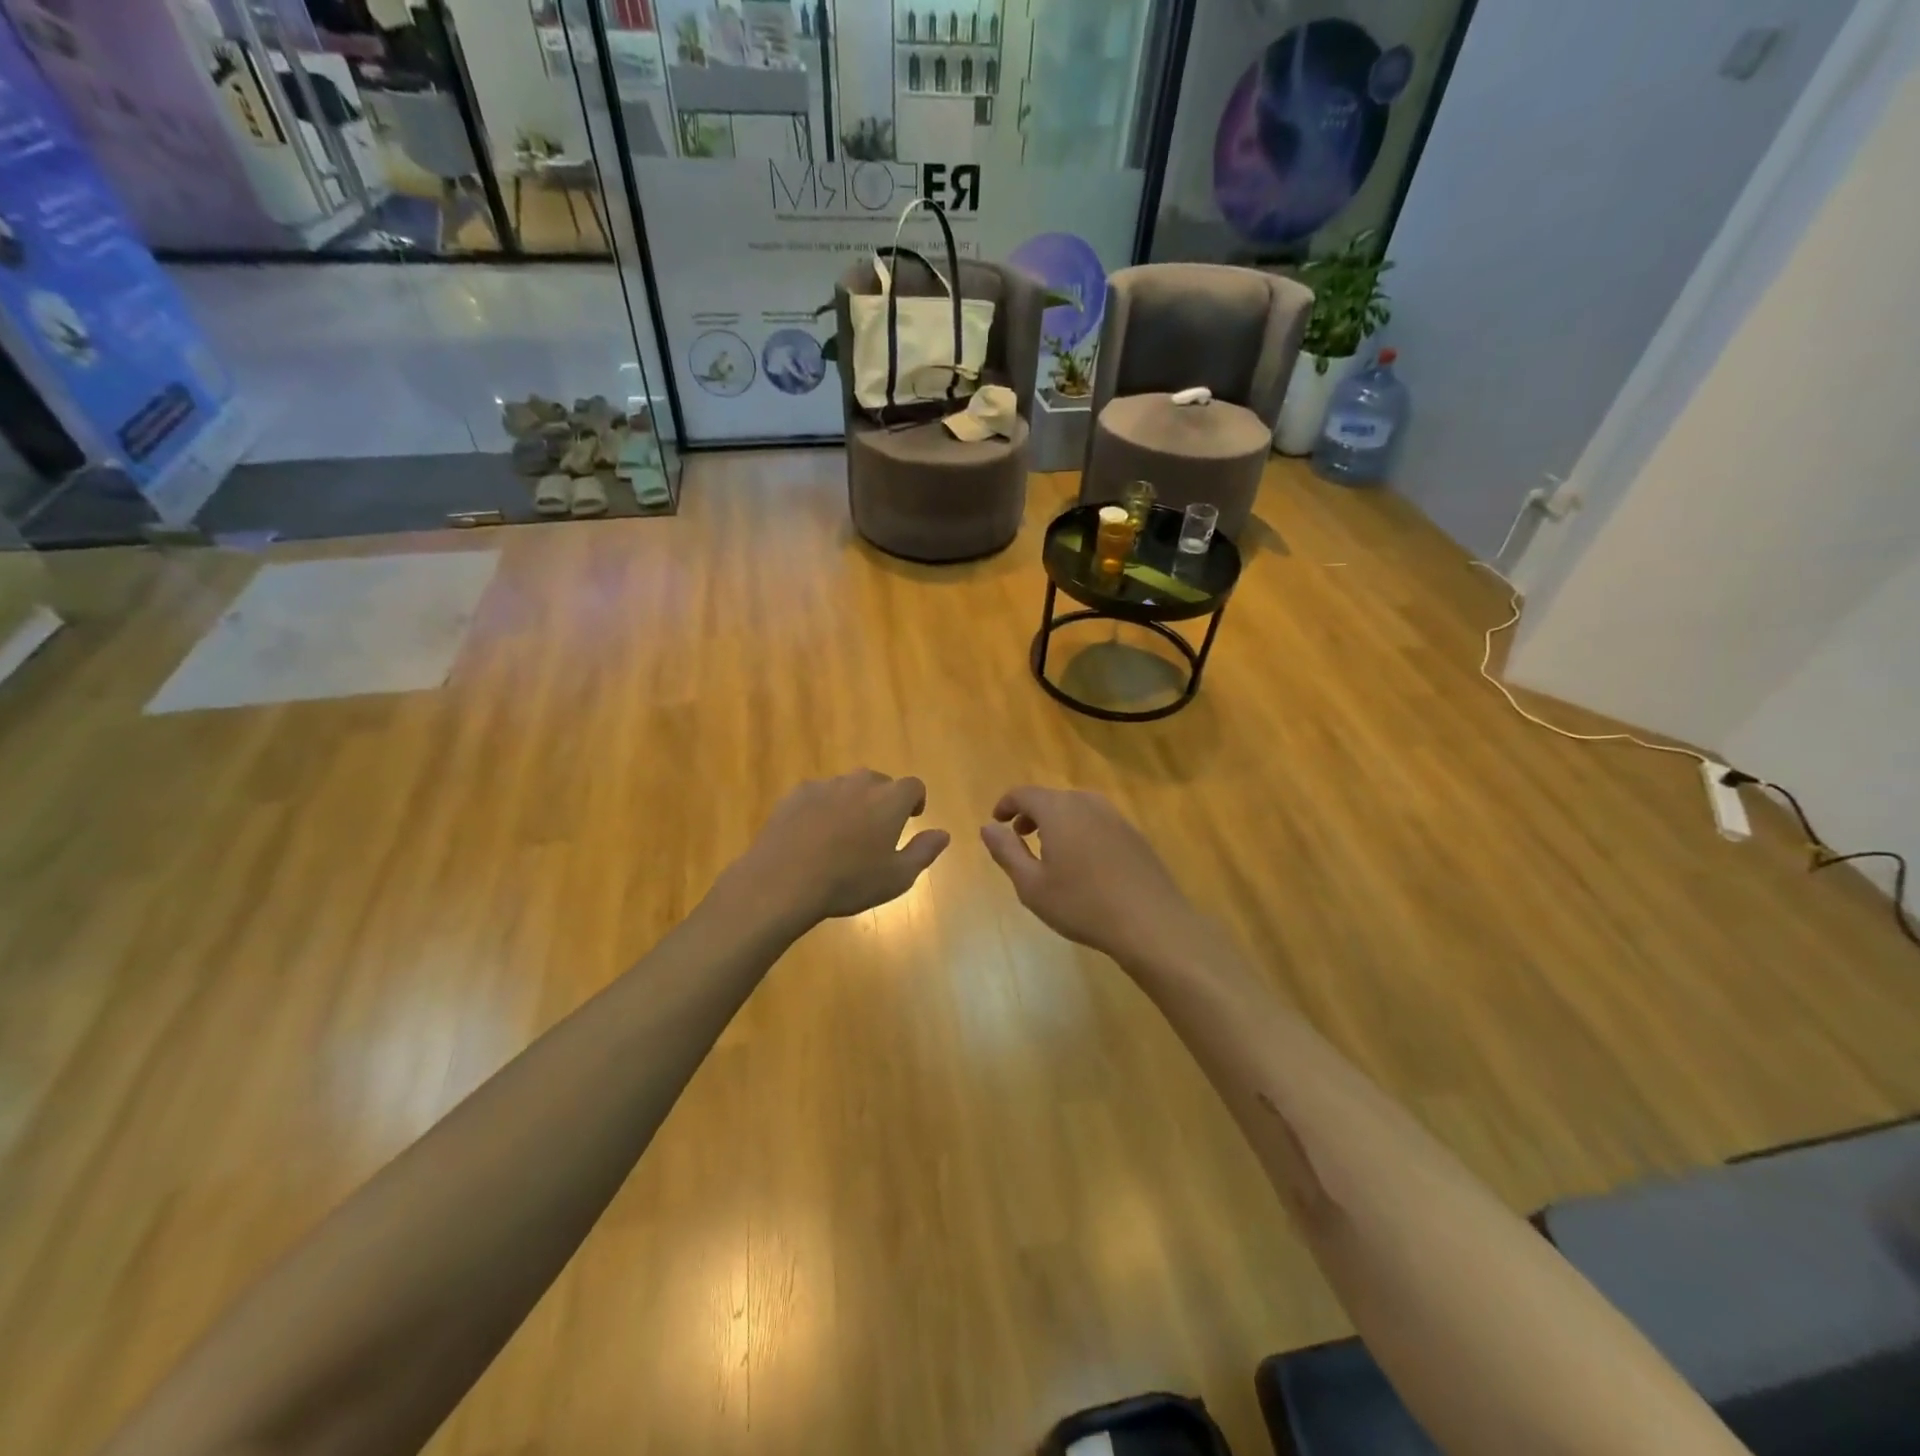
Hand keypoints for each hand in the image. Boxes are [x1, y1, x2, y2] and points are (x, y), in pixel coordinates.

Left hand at [730, 770, 949, 925]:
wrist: (784, 880)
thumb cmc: (849, 881)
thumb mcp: (897, 877)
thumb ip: (924, 851)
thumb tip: (943, 834)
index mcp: (890, 800)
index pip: (913, 786)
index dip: (915, 800)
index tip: (912, 818)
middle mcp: (860, 783)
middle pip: (879, 782)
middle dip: (883, 800)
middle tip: (877, 830)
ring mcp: (825, 786)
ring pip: (847, 787)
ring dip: (852, 803)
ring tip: (843, 835)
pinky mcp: (795, 795)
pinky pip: (818, 795)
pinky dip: (822, 808)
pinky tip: (813, 836)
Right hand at [980, 786, 1200, 965]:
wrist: (1151, 923)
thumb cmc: (1082, 904)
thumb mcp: (1031, 885)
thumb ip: (1006, 851)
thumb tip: (988, 827)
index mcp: (1059, 809)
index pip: (1024, 794)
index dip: (1006, 805)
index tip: (997, 821)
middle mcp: (1087, 803)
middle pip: (1052, 798)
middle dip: (1031, 814)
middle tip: (1020, 838)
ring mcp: (1115, 816)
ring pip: (1076, 808)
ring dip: (1057, 822)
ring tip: (1050, 851)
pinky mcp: (1134, 834)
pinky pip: (1097, 822)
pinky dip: (1080, 831)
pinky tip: (1083, 863)